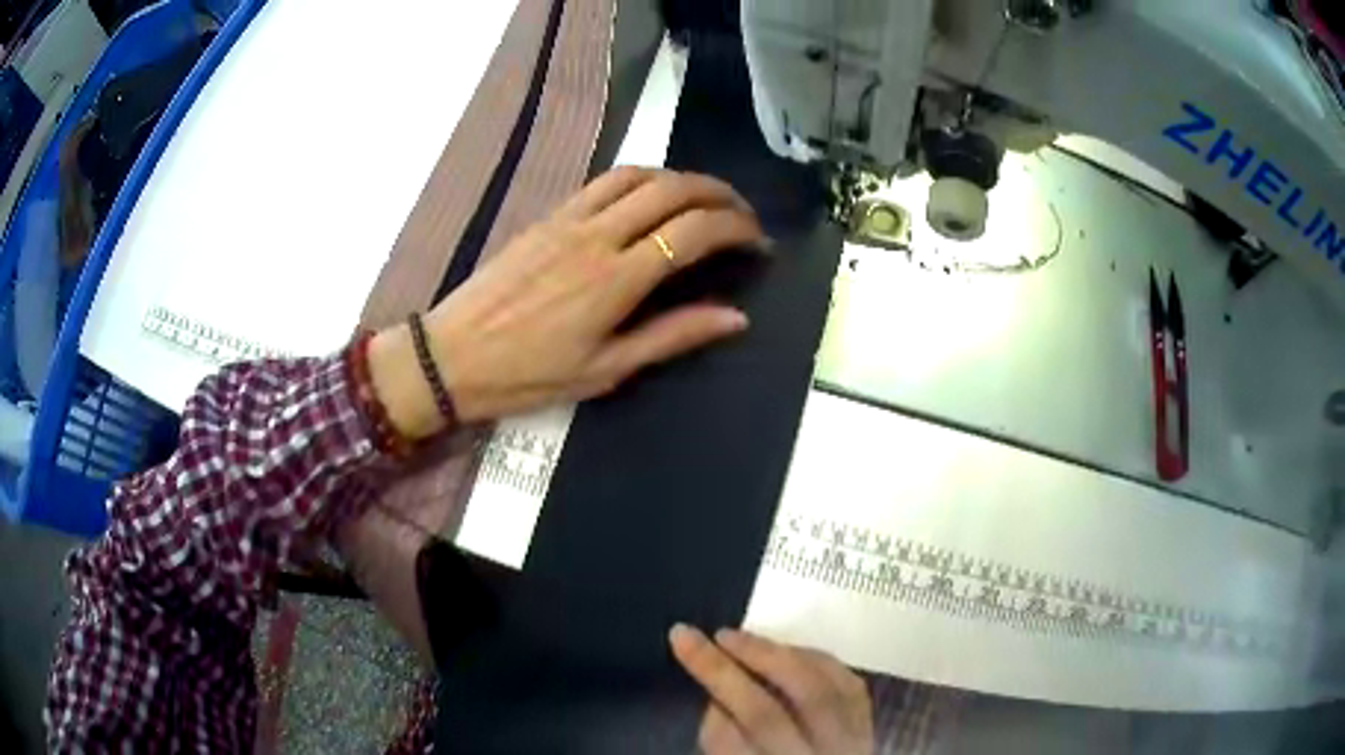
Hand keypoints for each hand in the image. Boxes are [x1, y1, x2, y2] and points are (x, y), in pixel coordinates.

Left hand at [370, 167, 767, 437]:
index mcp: (617, 279)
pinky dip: (641, 179)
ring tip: (704, 200)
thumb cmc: (528, 374)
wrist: (451, 355)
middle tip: (743, 215)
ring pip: (639, 174)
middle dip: (720, 194)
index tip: (758, 244)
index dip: (737, 229)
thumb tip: (735, 317)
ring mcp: (569, 218)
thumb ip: (672, 336)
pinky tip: (650, 197)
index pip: (695, 232)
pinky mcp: (548, 215)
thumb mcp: (605, 369)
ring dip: (681, 178)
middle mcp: (598, 235)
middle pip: (673, 189)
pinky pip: (603, 181)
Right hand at [670, 625, 873, 754]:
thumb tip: (716, 703)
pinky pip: (849, 685)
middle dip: (724, 672)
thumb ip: (724, 744)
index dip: (709, 713)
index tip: (694, 688)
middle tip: (689, 636)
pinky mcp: (869, 725)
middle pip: (768, 715)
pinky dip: (817, 661)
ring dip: (771, 656)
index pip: (731, 746)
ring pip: (815, 691)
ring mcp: (849, 744)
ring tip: (733, 636)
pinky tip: (789, 649)